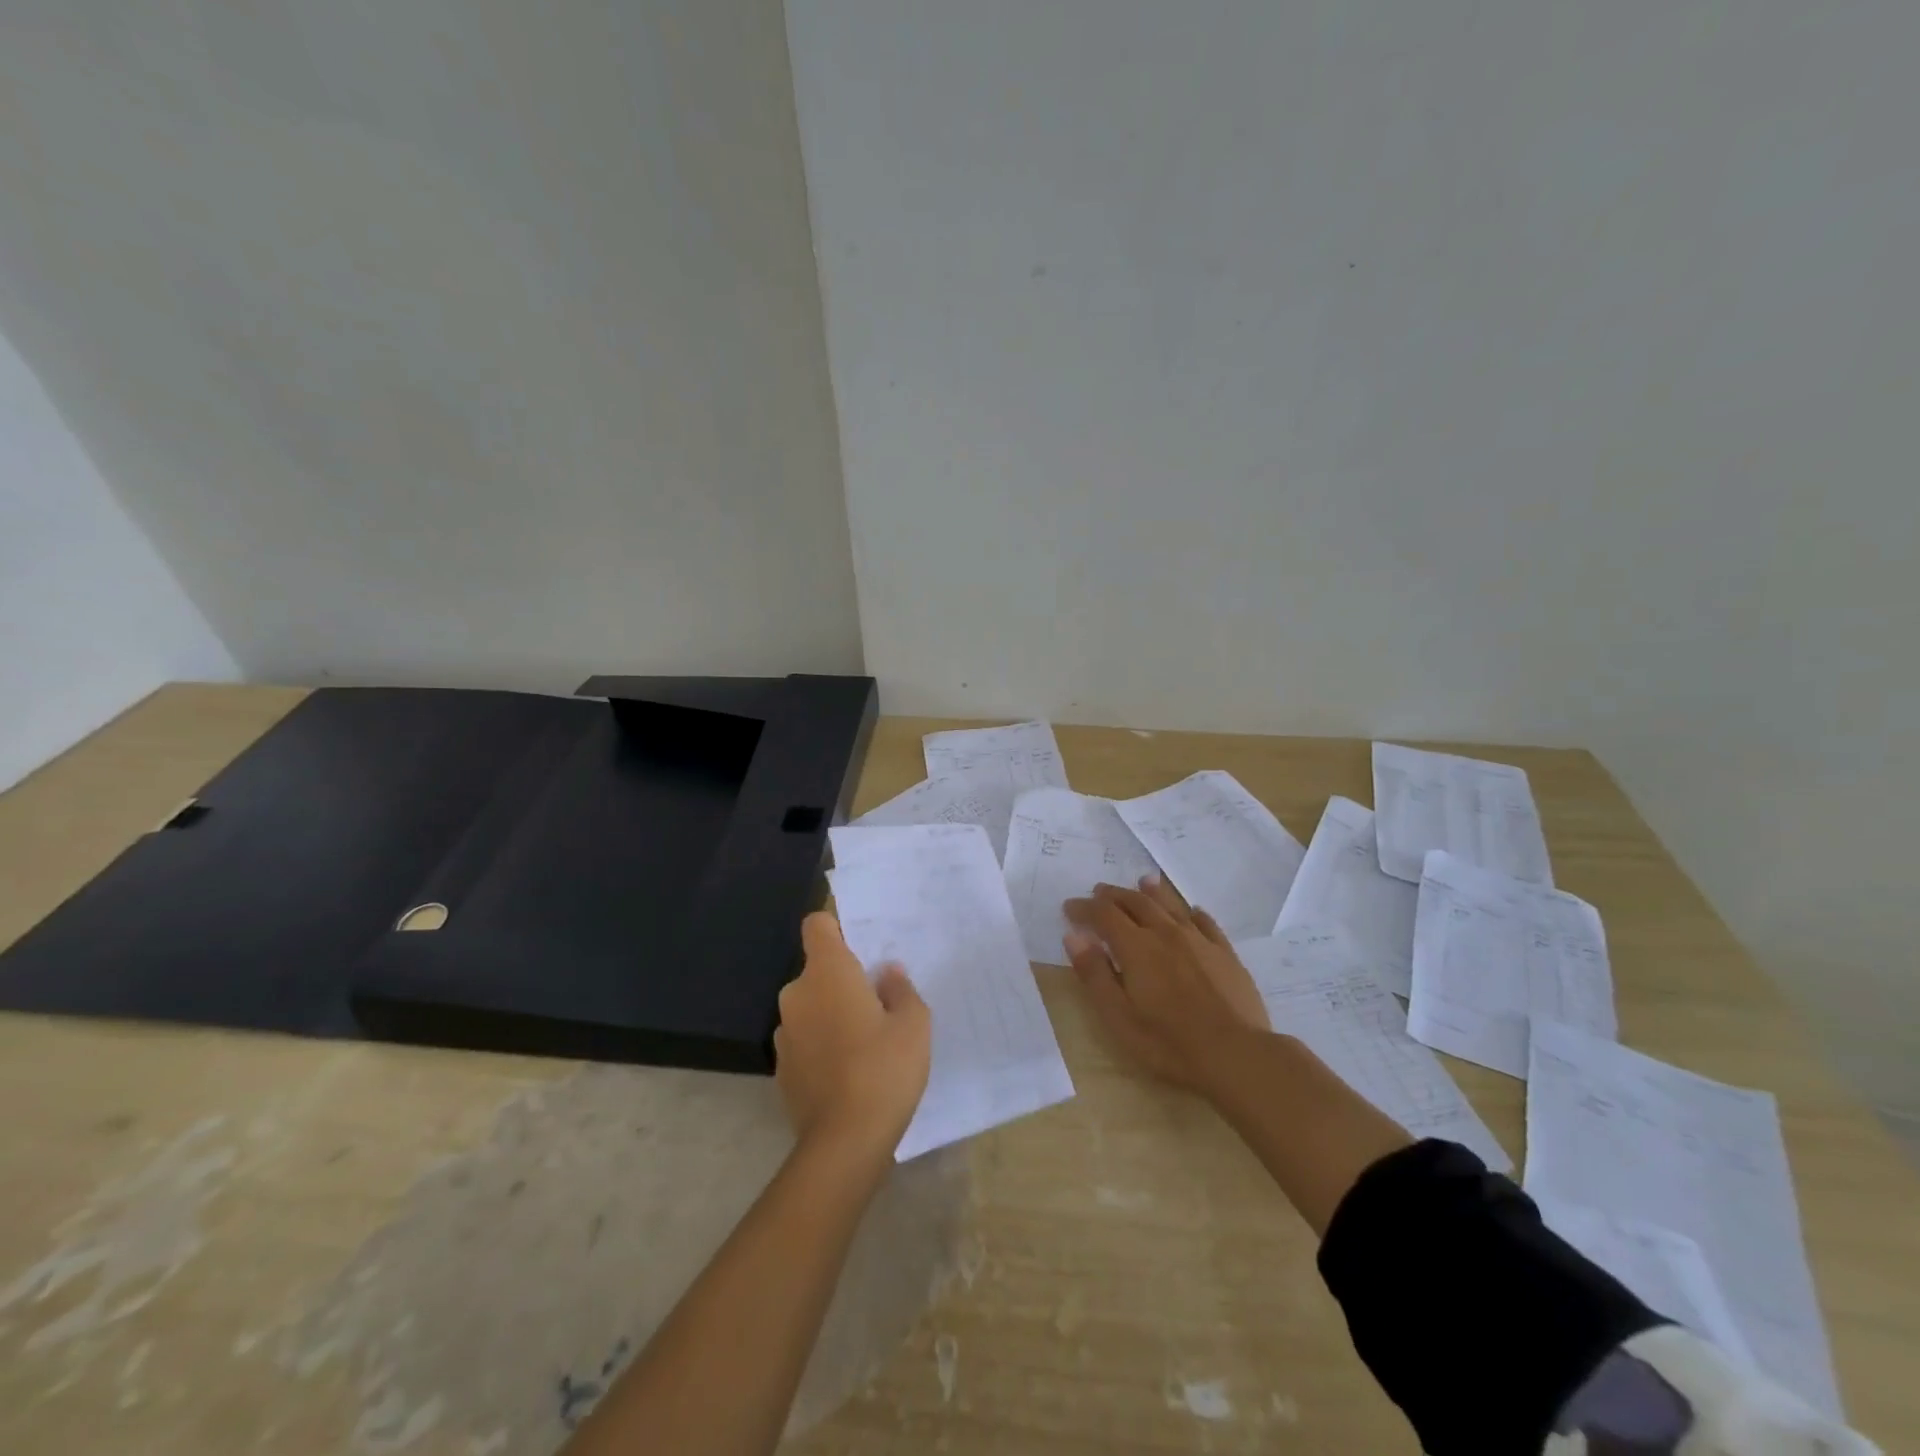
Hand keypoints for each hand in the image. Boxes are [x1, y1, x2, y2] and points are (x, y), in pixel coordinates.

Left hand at [774, 912, 931, 1158]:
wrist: (845, 1142)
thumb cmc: (884, 1068)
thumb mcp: (913, 1023)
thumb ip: (900, 989)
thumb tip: (887, 974)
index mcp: (827, 972)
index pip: (817, 925)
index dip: (837, 929)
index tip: (861, 950)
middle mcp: (797, 994)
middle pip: (817, 970)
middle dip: (842, 981)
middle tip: (877, 1006)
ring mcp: (784, 1033)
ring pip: (810, 1007)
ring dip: (830, 1015)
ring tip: (864, 1045)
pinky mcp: (781, 1069)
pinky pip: (804, 1040)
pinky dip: (821, 1046)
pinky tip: (847, 1074)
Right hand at [1063, 875, 1269, 1087]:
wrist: (1236, 1054)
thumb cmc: (1168, 1042)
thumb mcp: (1118, 1016)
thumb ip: (1095, 974)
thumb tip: (1074, 936)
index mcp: (1136, 947)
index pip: (1104, 914)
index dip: (1084, 908)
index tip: (1069, 907)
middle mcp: (1166, 933)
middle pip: (1136, 902)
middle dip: (1114, 895)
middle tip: (1099, 892)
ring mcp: (1199, 941)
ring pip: (1171, 905)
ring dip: (1153, 892)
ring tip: (1143, 882)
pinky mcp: (1225, 954)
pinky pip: (1206, 923)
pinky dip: (1192, 913)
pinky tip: (1192, 912)